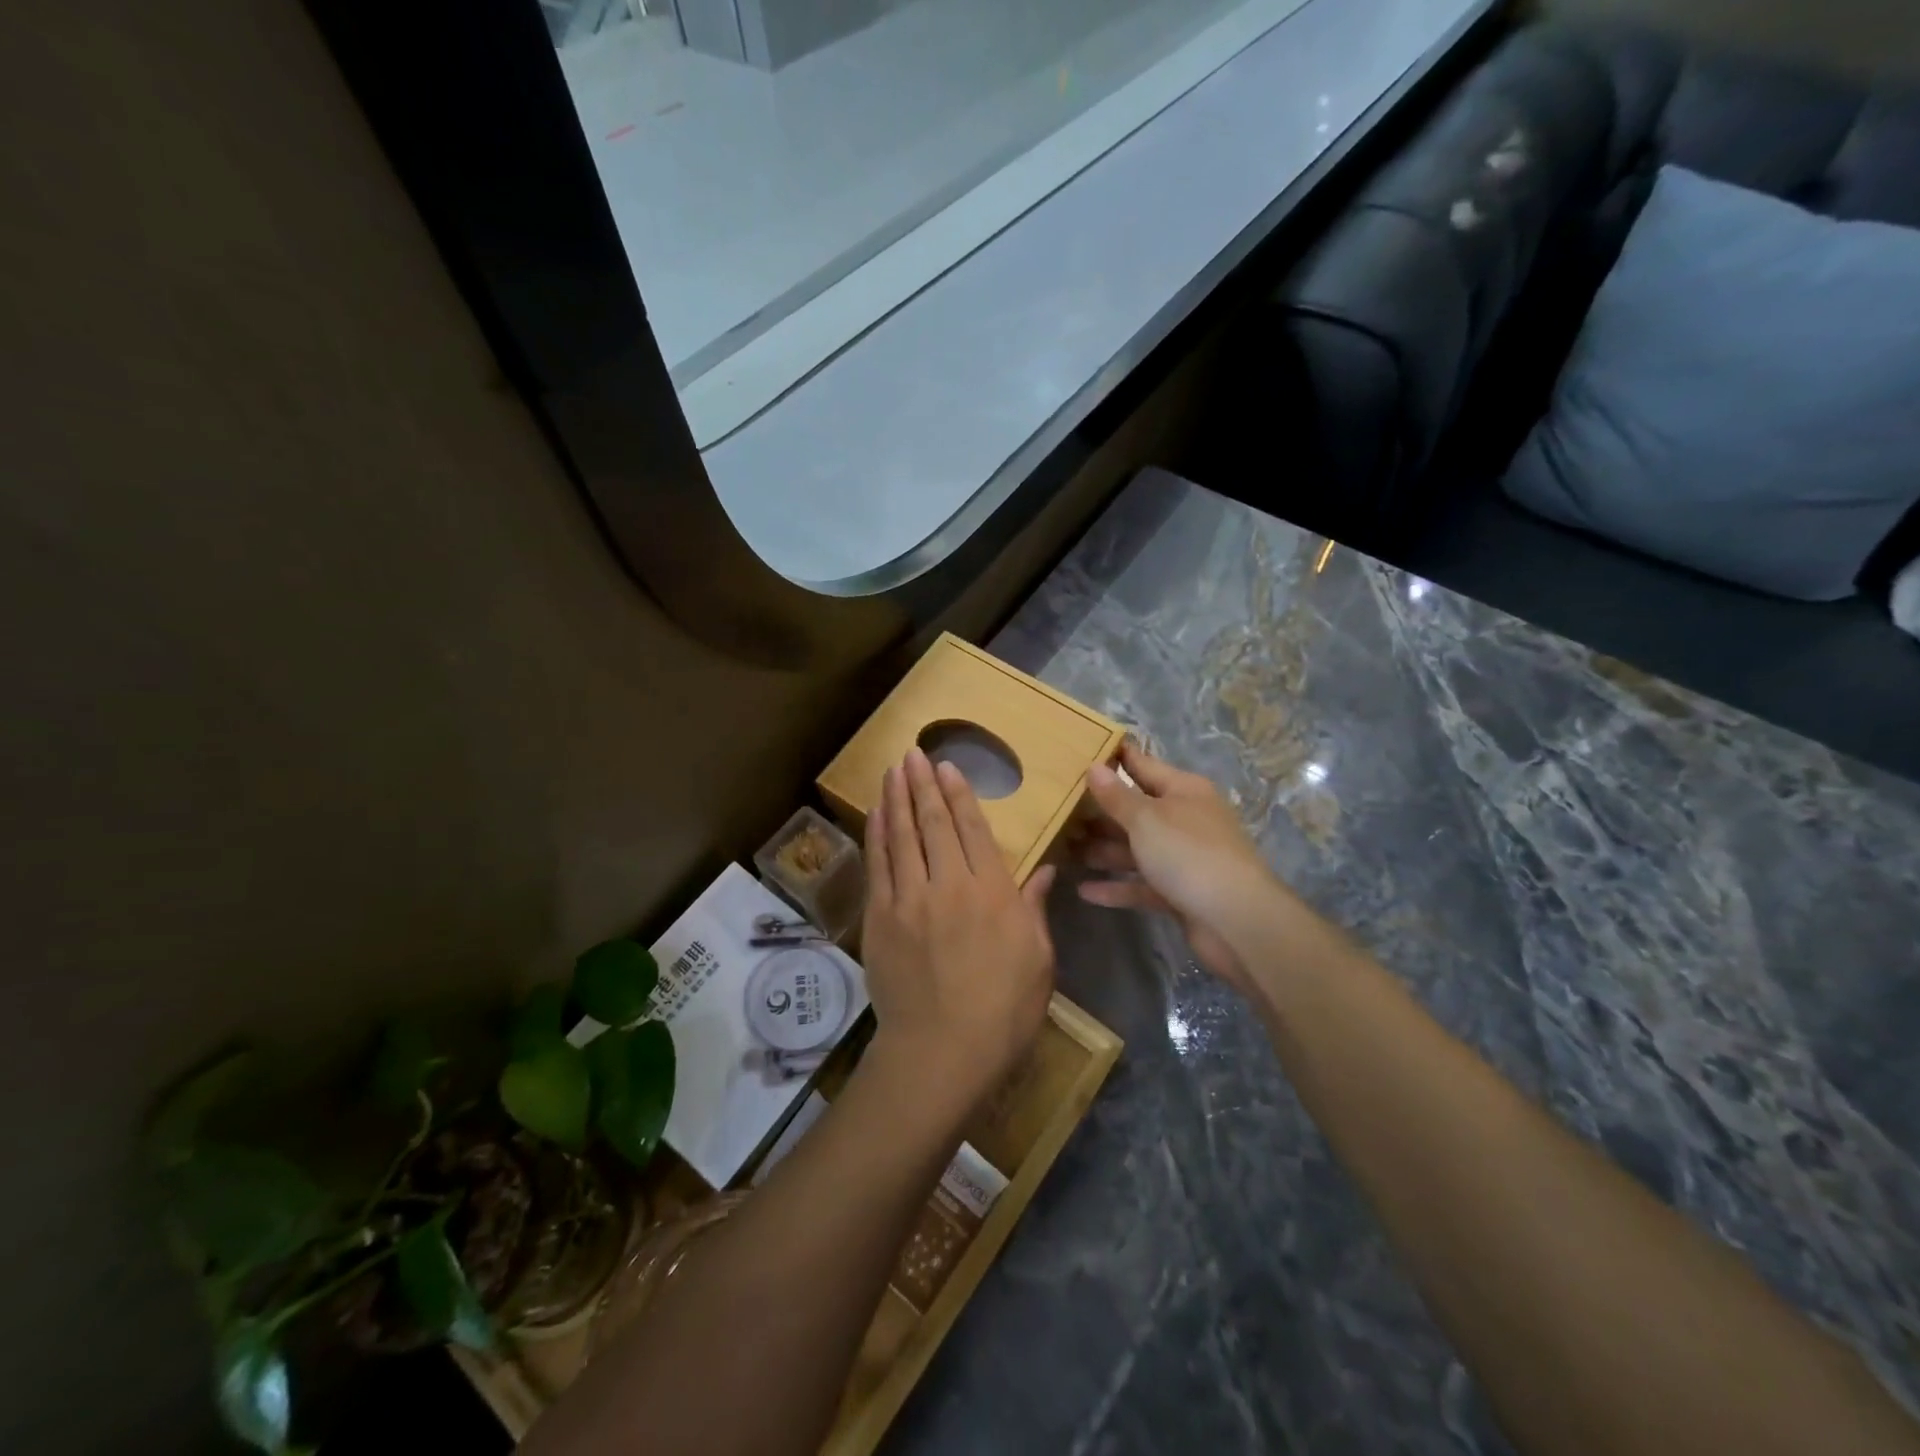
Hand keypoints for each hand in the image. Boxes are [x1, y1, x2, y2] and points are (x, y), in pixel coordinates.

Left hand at [860, 748, 1057, 1116]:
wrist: (942, 1053)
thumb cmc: (1003, 1011)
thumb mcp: (1038, 960)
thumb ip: (1035, 909)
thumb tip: (1046, 870)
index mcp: (993, 894)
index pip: (973, 830)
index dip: (960, 795)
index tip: (948, 768)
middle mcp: (949, 886)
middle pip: (934, 824)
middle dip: (923, 785)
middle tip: (914, 754)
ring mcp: (909, 900)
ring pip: (902, 837)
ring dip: (896, 800)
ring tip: (893, 770)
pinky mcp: (880, 919)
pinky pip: (878, 867)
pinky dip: (877, 836)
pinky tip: (876, 815)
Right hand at [1073, 742, 1282, 994]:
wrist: (1237, 922)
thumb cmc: (1189, 855)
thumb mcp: (1147, 819)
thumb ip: (1117, 796)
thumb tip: (1094, 766)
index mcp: (1183, 791)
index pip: (1141, 765)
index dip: (1113, 758)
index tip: (1079, 750)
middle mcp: (1184, 819)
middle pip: (1135, 810)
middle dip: (1098, 812)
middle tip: (1057, 810)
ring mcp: (1183, 858)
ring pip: (1135, 849)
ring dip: (1102, 850)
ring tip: (1062, 849)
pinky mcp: (1179, 892)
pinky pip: (1141, 885)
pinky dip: (1116, 887)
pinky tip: (1084, 890)